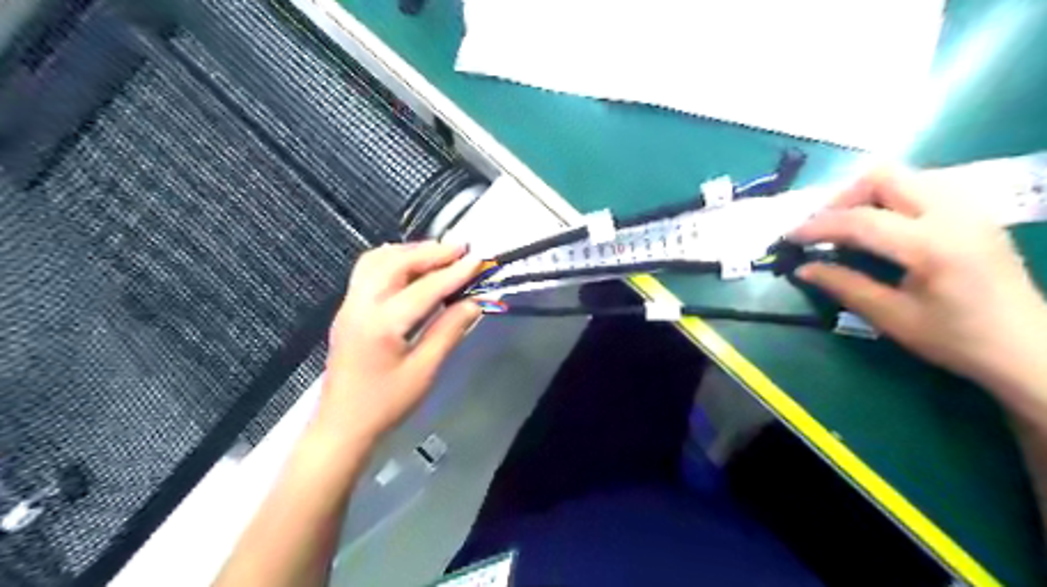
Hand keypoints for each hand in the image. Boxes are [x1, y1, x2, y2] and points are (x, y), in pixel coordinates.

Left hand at [315, 241, 481, 445]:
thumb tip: (473, 303)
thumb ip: (449, 331)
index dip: (454, 273)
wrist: (342, 425)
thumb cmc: (386, 404)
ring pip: (377, 260)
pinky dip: (392, 260)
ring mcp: (349, 305)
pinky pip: (368, 271)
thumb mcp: (424, 371)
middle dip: (430, 252)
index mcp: (381, 324)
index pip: (424, 288)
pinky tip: (411, 267)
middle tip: (461, 249)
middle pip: (395, 262)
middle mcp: (360, 305)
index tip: (478, 260)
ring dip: (409, 251)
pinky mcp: (347, 309)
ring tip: (439, 254)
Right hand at [795, 171, 1045, 394]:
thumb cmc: (957, 339)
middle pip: (884, 176)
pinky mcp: (974, 212)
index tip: (789, 238)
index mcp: (932, 245)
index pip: (860, 219)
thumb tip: (802, 268)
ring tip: (848, 227)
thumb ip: (843, 285)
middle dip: (842, 198)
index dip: (817, 226)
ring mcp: (968, 208)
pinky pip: (921, 187)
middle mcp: (953, 214)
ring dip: (866, 196)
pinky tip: (882, 229)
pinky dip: (890, 199)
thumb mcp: (891, 317)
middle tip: (823, 228)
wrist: (1029, 347)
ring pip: (903, 176)